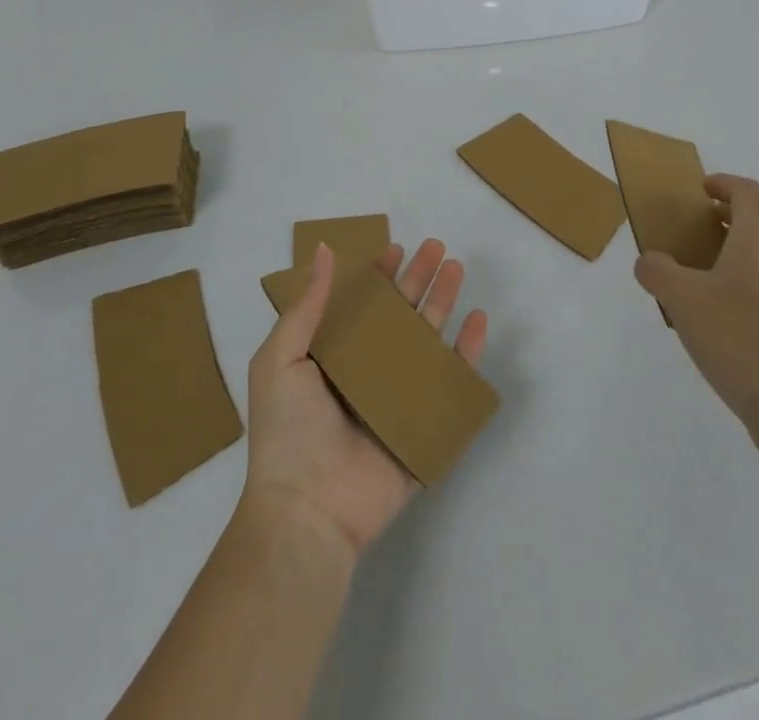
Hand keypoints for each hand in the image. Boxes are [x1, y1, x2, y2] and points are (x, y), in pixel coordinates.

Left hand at [241, 238, 488, 562]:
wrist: (308, 511)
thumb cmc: (288, 431)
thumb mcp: (281, 359)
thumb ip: (307, 306)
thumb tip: (324, 250)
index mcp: (333, 358)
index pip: (362, 306)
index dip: (379, 276)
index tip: (396, 249)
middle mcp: (368, 372)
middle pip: (400, 315)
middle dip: (419, 279)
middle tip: (437, 247)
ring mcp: (399, 398)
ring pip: (428, 339)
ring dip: (443, 302)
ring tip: (456, 269)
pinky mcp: (425, 425)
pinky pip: (452, 381)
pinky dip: (468, 351)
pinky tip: (477, 320)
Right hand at [634, 174, 758, 453]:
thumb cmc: (736, 336)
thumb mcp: (680, 299)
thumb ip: (657, 271)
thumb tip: (650, 261)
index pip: (749, 192)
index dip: (726, 184)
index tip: (703, 191)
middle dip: (735, 216)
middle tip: (703, 228)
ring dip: (747, 251)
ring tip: (713, 273)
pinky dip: (757, 285)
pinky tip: (733, 316)